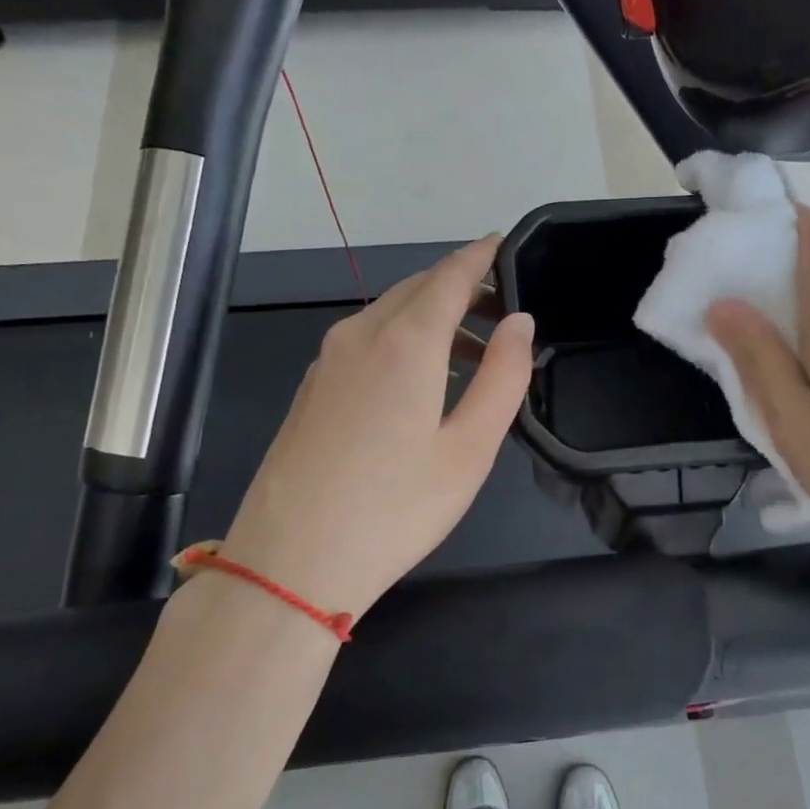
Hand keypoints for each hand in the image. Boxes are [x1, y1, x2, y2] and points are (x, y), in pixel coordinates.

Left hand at [222, 237, 533, 617]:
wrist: (290, 563)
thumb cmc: (396, 508)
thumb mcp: (470, 447)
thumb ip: (503, 376)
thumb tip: (519, 323)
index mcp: (405, 340)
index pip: (450, 275)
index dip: (481, 256)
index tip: (505, 245)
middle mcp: (361, 334)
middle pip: (417, 288)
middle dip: (462, 288)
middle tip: (503, 312)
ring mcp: (328, 360)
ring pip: (389, 314)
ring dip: (434, 318)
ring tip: (474, 355)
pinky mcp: (312, 388)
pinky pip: (366, 341)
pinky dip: (403, 341)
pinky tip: (421, 382)